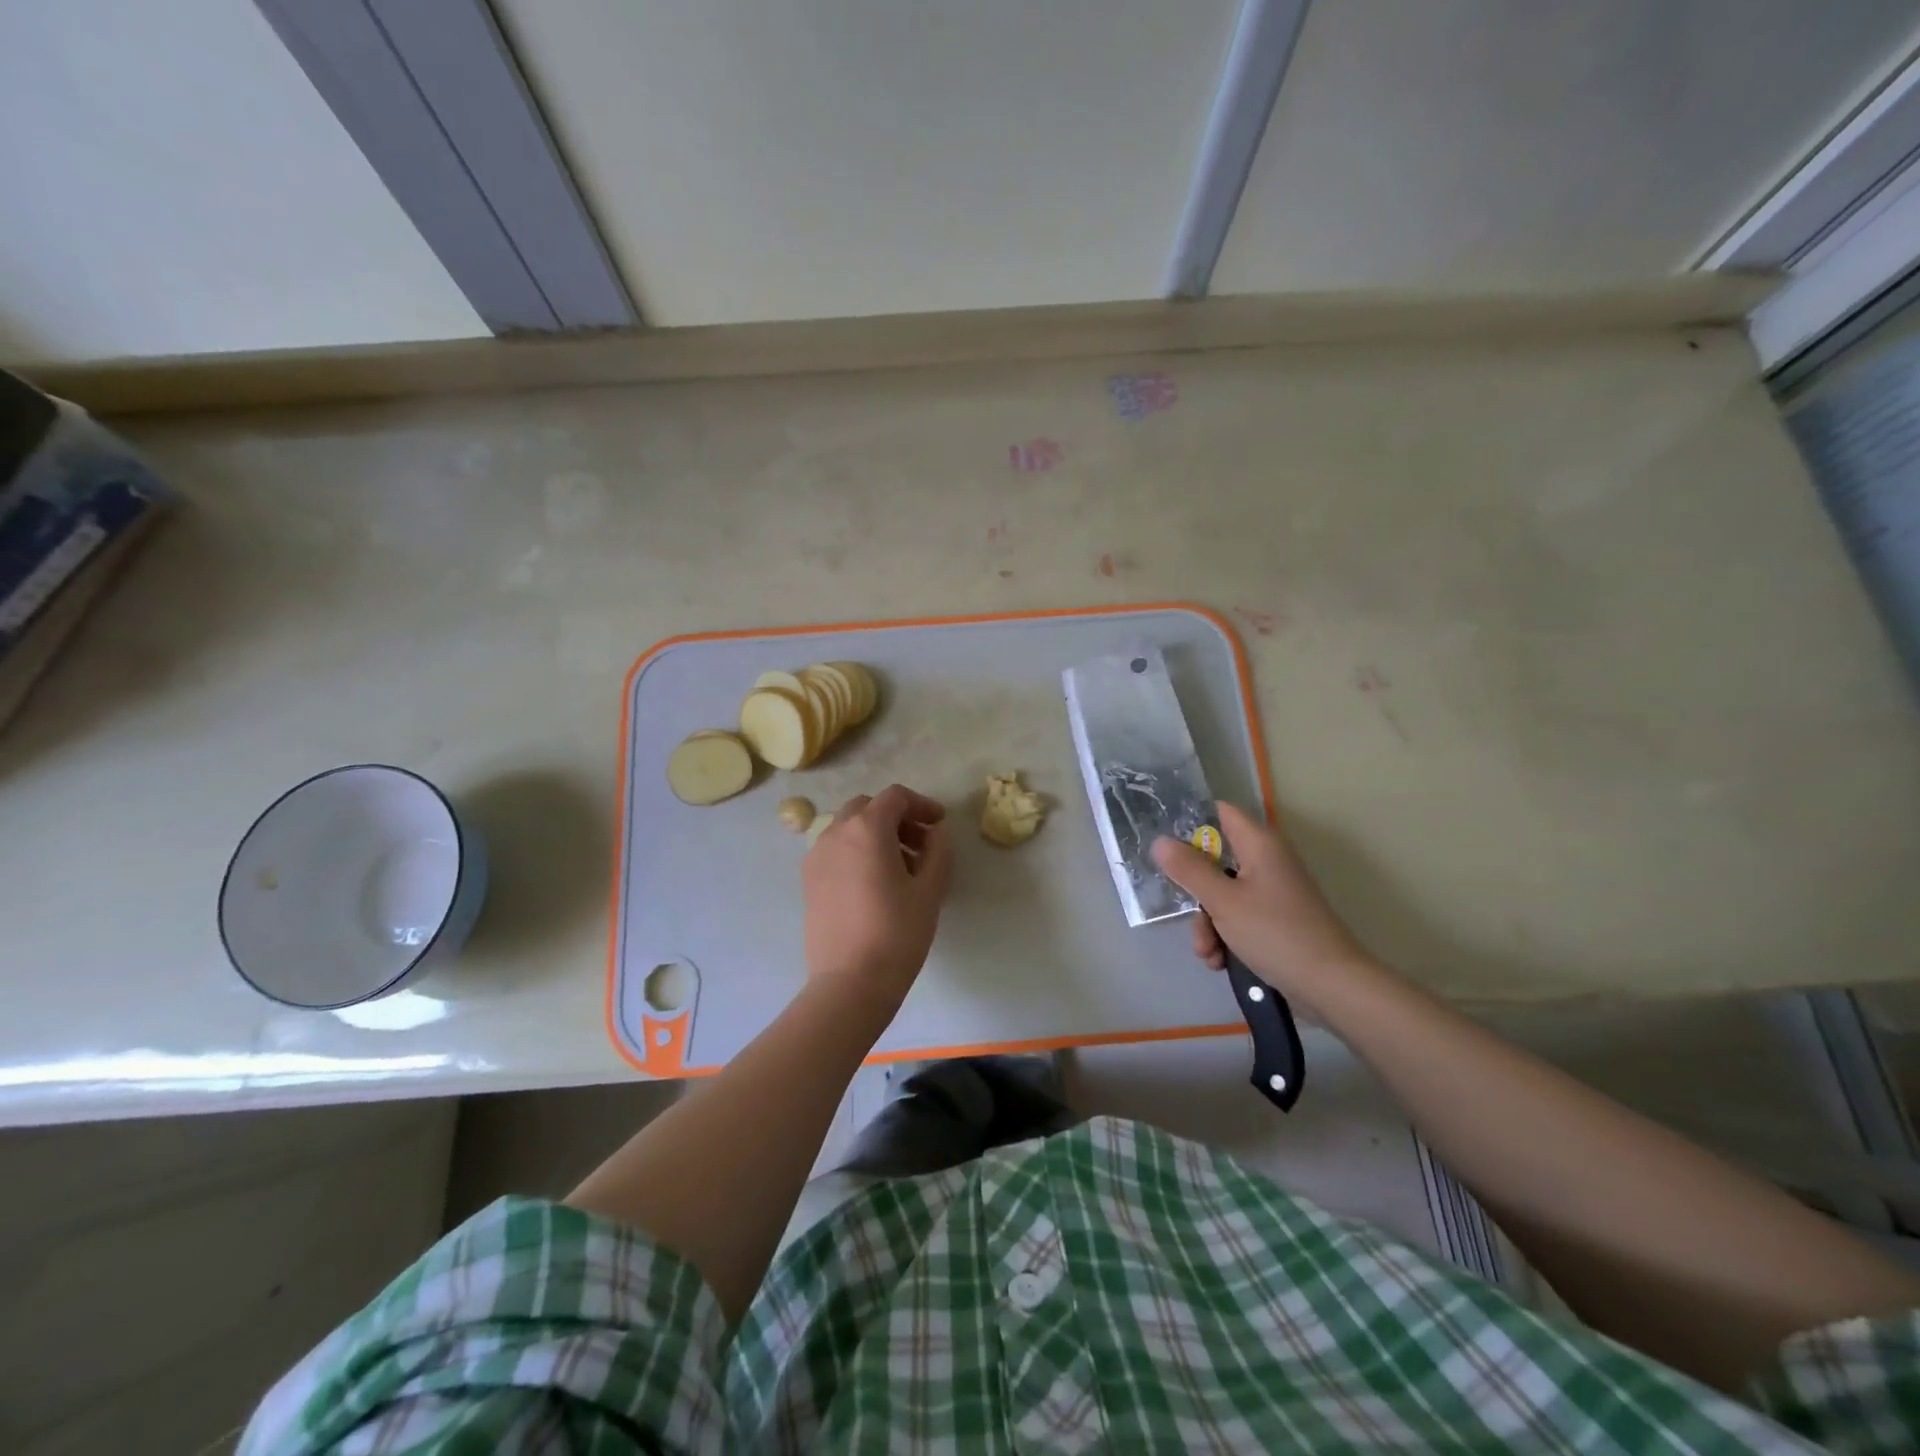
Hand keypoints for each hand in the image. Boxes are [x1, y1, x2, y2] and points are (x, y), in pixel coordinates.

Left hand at [803, 784, 952, 1010]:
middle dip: (896, 818)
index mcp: (867, 829)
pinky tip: (874, 884)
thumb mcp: (930, 889)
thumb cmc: (897, 932)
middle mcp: (836, 834)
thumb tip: (935, 832)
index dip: (922, 805)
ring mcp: (817, 857)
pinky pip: (835, 851)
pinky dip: (856, 852)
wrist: (850, 982)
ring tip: (900, 868)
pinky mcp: (808, 881)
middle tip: (920, 845)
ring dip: (875, 835)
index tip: (939, 825)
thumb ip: (938, 850)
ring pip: (848, 828)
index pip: (895, 797)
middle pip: (868, 808)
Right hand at [1151, 802, 1371, 1003]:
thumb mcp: (1222, 901)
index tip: (1164, 842)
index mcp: (1259, 844)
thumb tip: (1160, 841)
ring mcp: (1272, 892)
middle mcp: (1267, 861)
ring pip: (1223, 894)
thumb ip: (1188, 869)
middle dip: (1195, 891)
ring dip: (1208, 923)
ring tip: (1208, 953)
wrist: (1331, 986)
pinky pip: (1239, 918)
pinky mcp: (1276, 921)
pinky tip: (1220, 961)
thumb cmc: (1275, 933)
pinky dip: (1226, 937)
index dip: (1190, 821)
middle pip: (1215, 860)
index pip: (1219, 813)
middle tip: (1186, 913)